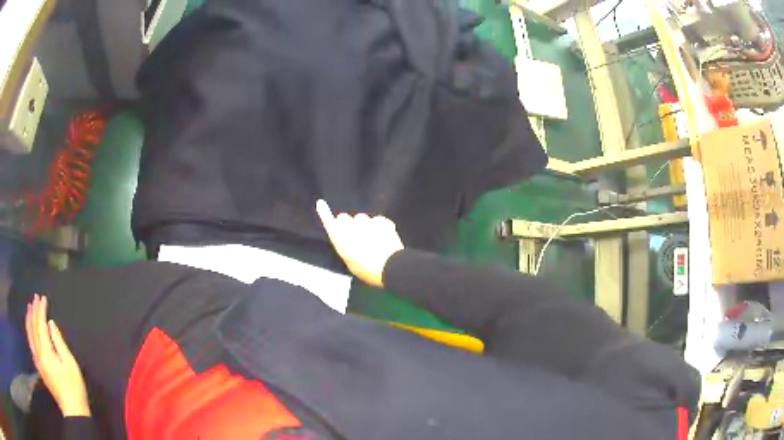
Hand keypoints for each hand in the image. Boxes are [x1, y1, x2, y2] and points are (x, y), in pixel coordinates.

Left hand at [25, 294, 89, 416]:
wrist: (73, 411)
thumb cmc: (74, 388)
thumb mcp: (70, 364)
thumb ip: (59, 342)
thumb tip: (50, 324)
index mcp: (46, 352)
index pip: (40, 325)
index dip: (41, 310)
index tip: (43, 298)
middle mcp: (39, 354)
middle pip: (33, 328)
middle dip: (34, 311)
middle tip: (35, 298)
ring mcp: (38, 361)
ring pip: (30, 335)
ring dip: (29, 320)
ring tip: (30, 308)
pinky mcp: (39, 367)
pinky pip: (31, 344)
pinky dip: (29, 332)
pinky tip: (30, 329)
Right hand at [316, 200, 403, 287]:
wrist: (389, 265)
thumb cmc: (366, 270)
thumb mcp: (351, 263)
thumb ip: (348, 248)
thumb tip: (350, 242)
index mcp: (340, 238)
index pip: (329, 222)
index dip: (324, 213)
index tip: (321, 203)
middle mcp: (350, 226)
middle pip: (344, 218)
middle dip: (347, 224)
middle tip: (355, 237)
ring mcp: (367, 221)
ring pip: (362, 218)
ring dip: (364, 225)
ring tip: (372, 239)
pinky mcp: (381, 220)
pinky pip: (377, 221)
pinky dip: (380, 227)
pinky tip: (384, 238)